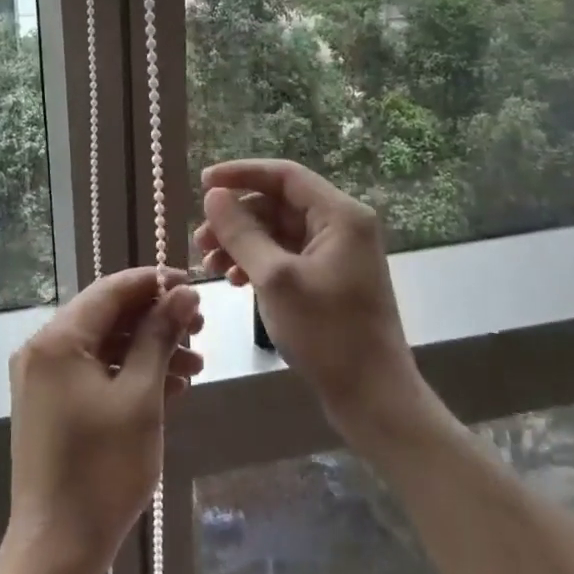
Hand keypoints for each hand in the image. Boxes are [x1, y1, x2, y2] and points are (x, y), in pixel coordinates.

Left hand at [4, 268, 202, 573]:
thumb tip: (183, 293)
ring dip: (147, 350)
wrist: (56, 548)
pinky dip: (127, 374)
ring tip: (196, 367)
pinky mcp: (49, 404)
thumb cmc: (103, 469)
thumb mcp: (140, 397)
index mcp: (58, 338)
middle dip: (155, 320)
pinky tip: (169, 388)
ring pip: (103, 346)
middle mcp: (43, 348)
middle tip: (200, 331)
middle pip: (106, 316)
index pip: (111, 289)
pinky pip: (93, 372)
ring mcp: (43, 378)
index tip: (194, 287)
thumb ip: (159, 337)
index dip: (154, 283)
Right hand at [196, 159, 433, 443]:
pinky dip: (256, 262)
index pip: (284, 175)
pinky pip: (284, 255)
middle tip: (199, 240)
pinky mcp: (328, 279)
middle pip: (278, 203)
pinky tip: (234, 281)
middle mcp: (341, 226)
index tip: (202, 183)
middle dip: (236, 218)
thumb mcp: (276, 279)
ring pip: (277, 231)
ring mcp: (336, 254)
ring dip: (241, 242)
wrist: (374, 400)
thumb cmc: (328, 334)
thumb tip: (213, 195)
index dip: (241, 173)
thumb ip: (241, 232)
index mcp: (340, 215)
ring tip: (210, 265)